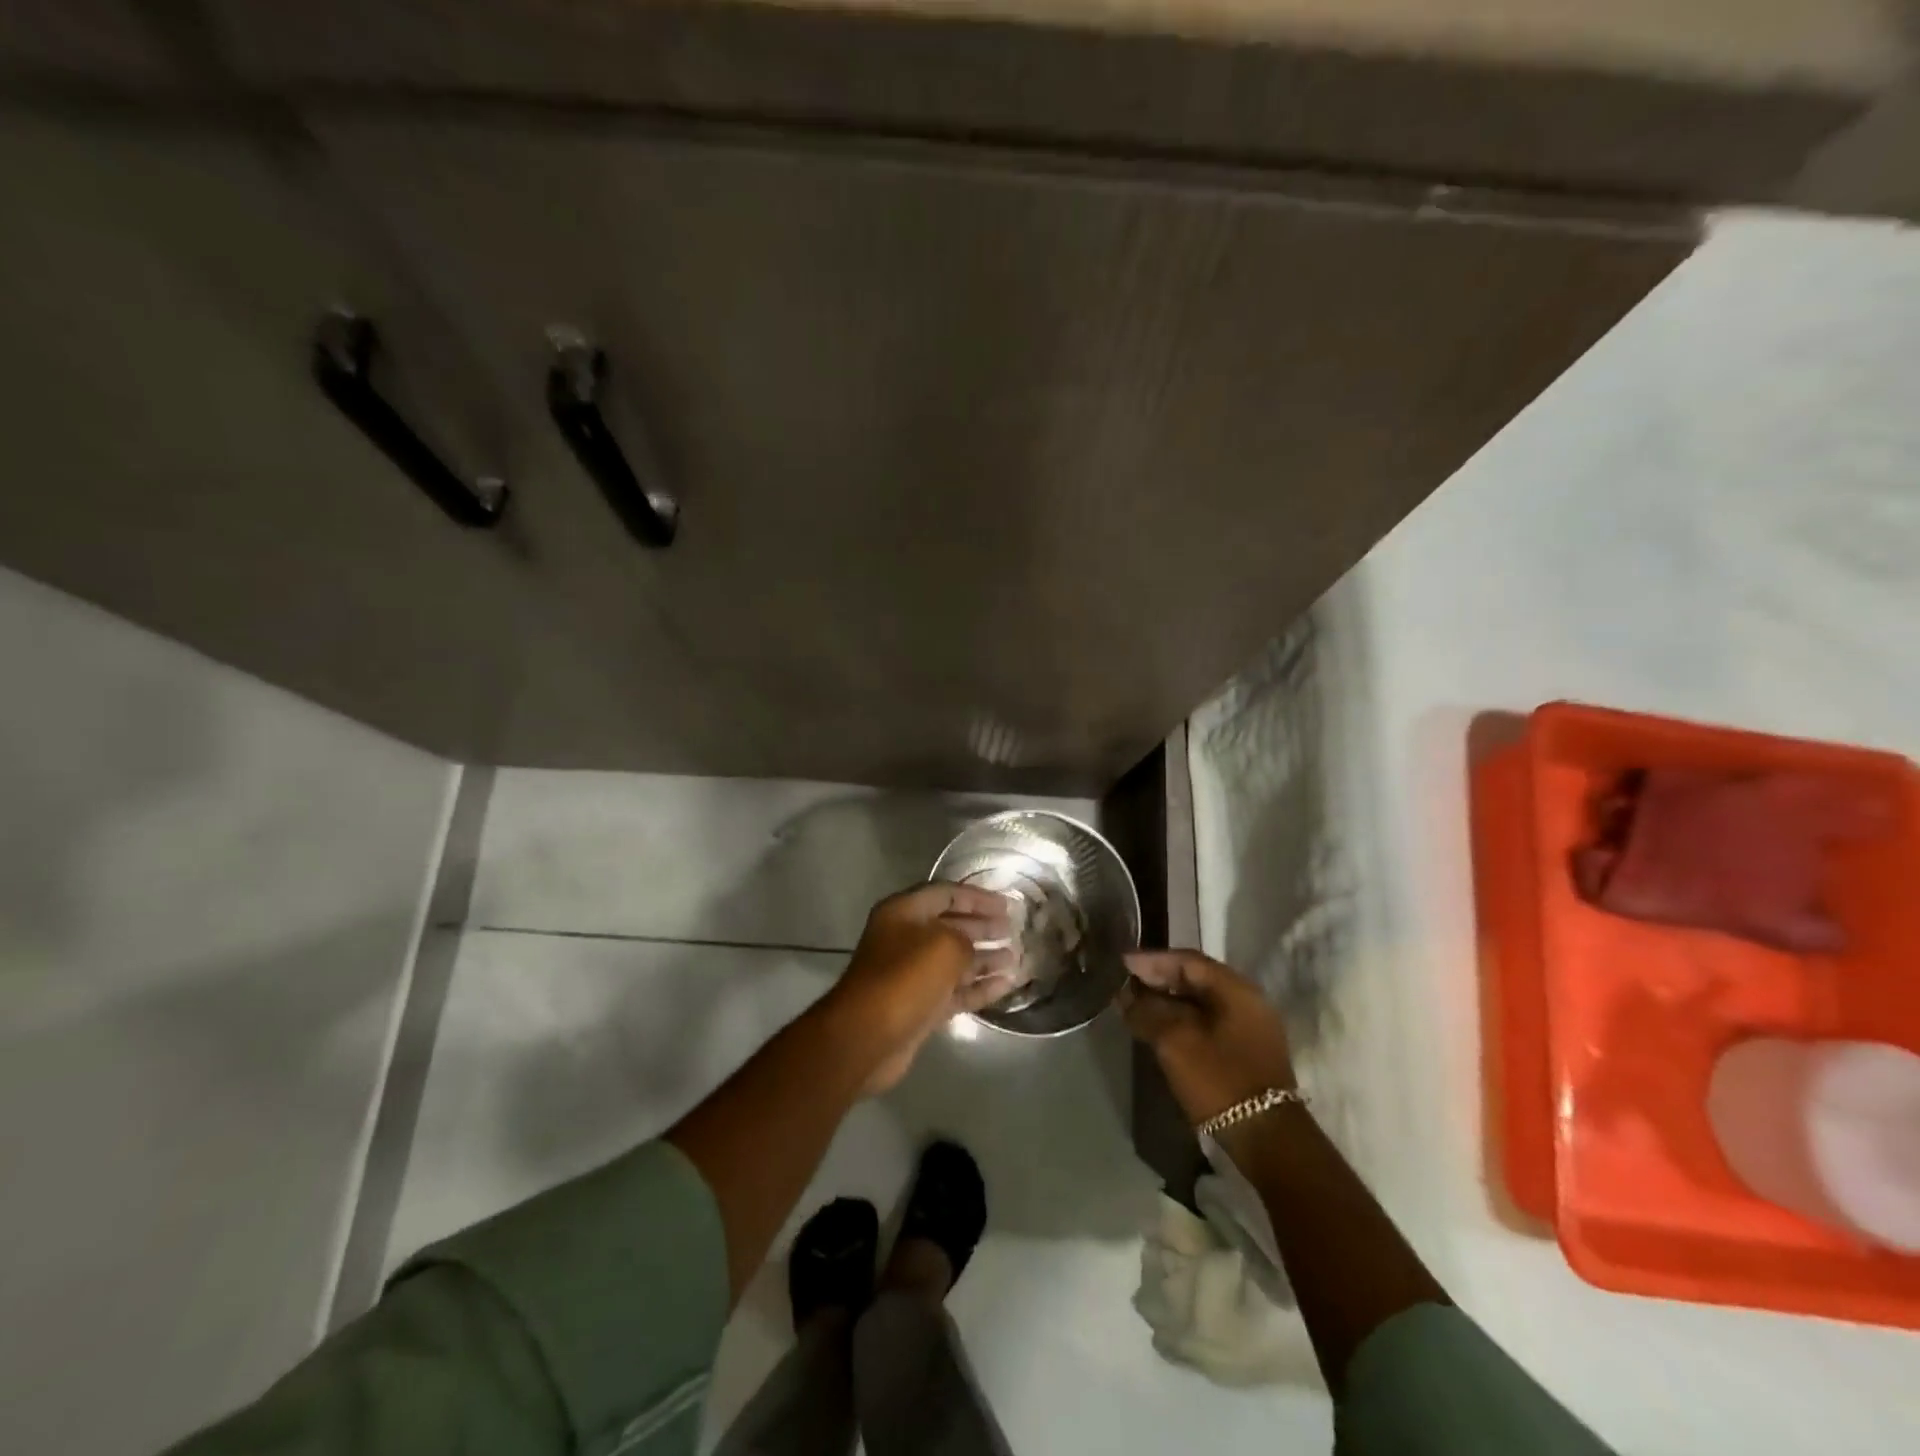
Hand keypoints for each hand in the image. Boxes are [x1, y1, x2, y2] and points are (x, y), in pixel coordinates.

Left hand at [829, 883, 1016, 1094]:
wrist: (868, 1036)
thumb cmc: (906, 977)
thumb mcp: (945, 945)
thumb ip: (966, 938)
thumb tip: (973, 950)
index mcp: (904, 912)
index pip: (946, 893)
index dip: (978, 897)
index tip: (1007, 906)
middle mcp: (906, 939)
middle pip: (951, 925)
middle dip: (983, 927)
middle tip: (1014, 930)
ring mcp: (913, 974)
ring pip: (956, 960)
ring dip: (985, 958)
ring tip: (1016, 957)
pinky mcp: (922, 1006)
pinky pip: (956, 990)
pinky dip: (980, 986)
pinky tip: (1007, 984)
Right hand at [1121, 950, 1295, 1127]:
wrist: (1265, 1139)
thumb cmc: (1219, 1080)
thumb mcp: (1175, 1041)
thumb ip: (1147, 1012)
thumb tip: (1126, 997)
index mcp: (1236, 989)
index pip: (1188, 961)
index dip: (1152, 960)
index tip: (1121, 962)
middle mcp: (1247, 1000)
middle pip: (1195, 979)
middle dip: (1158, 978)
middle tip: (1125, 981)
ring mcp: (1249, 1026)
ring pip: (1200, 1002)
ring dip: (1168, 1000)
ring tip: (1135, 1003)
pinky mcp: (1245, 1050)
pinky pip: (1207, 1021)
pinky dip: (1181, 1019)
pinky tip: (1157, 1026)